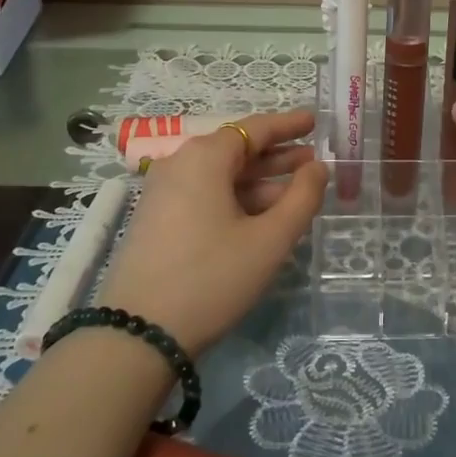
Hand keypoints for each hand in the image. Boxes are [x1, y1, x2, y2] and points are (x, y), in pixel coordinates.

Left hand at [99, 110, 326, 353]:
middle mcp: (180, 164)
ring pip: (221, 176)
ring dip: (260, 182)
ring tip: (297, 193)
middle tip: (315, 162)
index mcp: (205, 158)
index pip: (255, 128)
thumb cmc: (212, 277)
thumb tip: (317, 167)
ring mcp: (163, 192)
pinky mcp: (157, 219)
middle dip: (278, 156)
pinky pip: (205, 195)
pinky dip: (237, 198)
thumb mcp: (270, 240)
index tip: (315, 121)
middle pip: (237, 150)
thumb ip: (302, 197)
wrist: (138, 335)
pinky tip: (262, 217)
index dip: (289, 125)